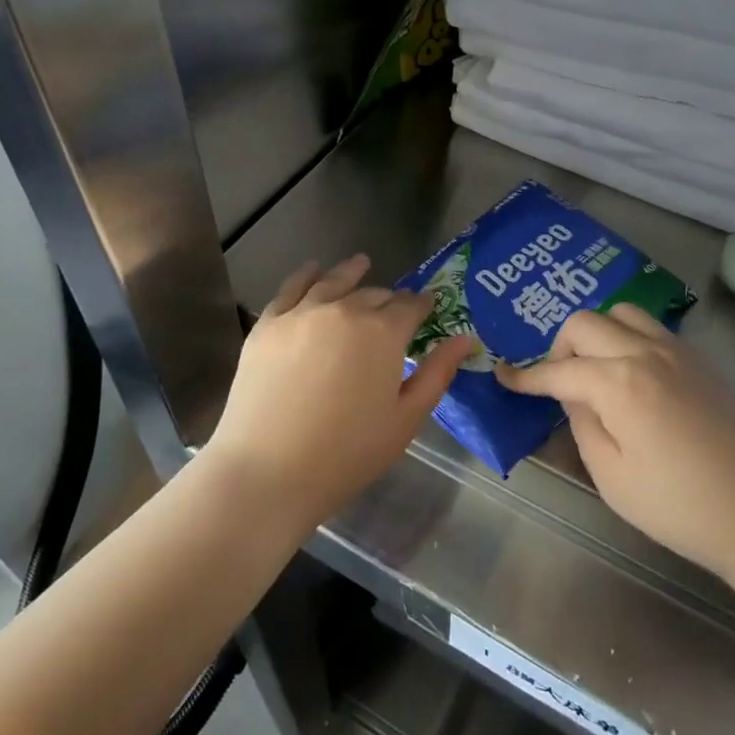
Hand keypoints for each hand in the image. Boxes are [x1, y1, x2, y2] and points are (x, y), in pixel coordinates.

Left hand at [205, 255, 471, 532]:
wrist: (268, 471)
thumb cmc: (348, 452)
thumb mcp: (406, 418)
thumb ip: (438, 373)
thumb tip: (466, 338)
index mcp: (383, 332)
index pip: (410, 307)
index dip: (422, 304)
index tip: (428, 305)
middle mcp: (344, 310)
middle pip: (373, 294)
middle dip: (389, 299)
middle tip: (394, 306)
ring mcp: (302, 314)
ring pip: (333, 282)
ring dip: (351, 272)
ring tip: (361, 263)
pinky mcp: (268, 325)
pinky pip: (291, 289)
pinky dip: (306, 275)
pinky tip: (313, 269)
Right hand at [497, 306, 734, 581]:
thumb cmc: (680, 507)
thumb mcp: (612, 477)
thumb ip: (583, 425)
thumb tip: (574, 397)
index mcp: (619, 383)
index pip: (559, 370)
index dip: (526, 376)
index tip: (503, 376)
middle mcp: (646, 352)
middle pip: (586, 323)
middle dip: (560, 348)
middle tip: (559, 383)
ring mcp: (678, 351)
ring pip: (621, 313)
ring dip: (597, 333)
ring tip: (597, 371)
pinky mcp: (701, 360)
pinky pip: (652, 329)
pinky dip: (628, 338)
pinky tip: (633, 376)